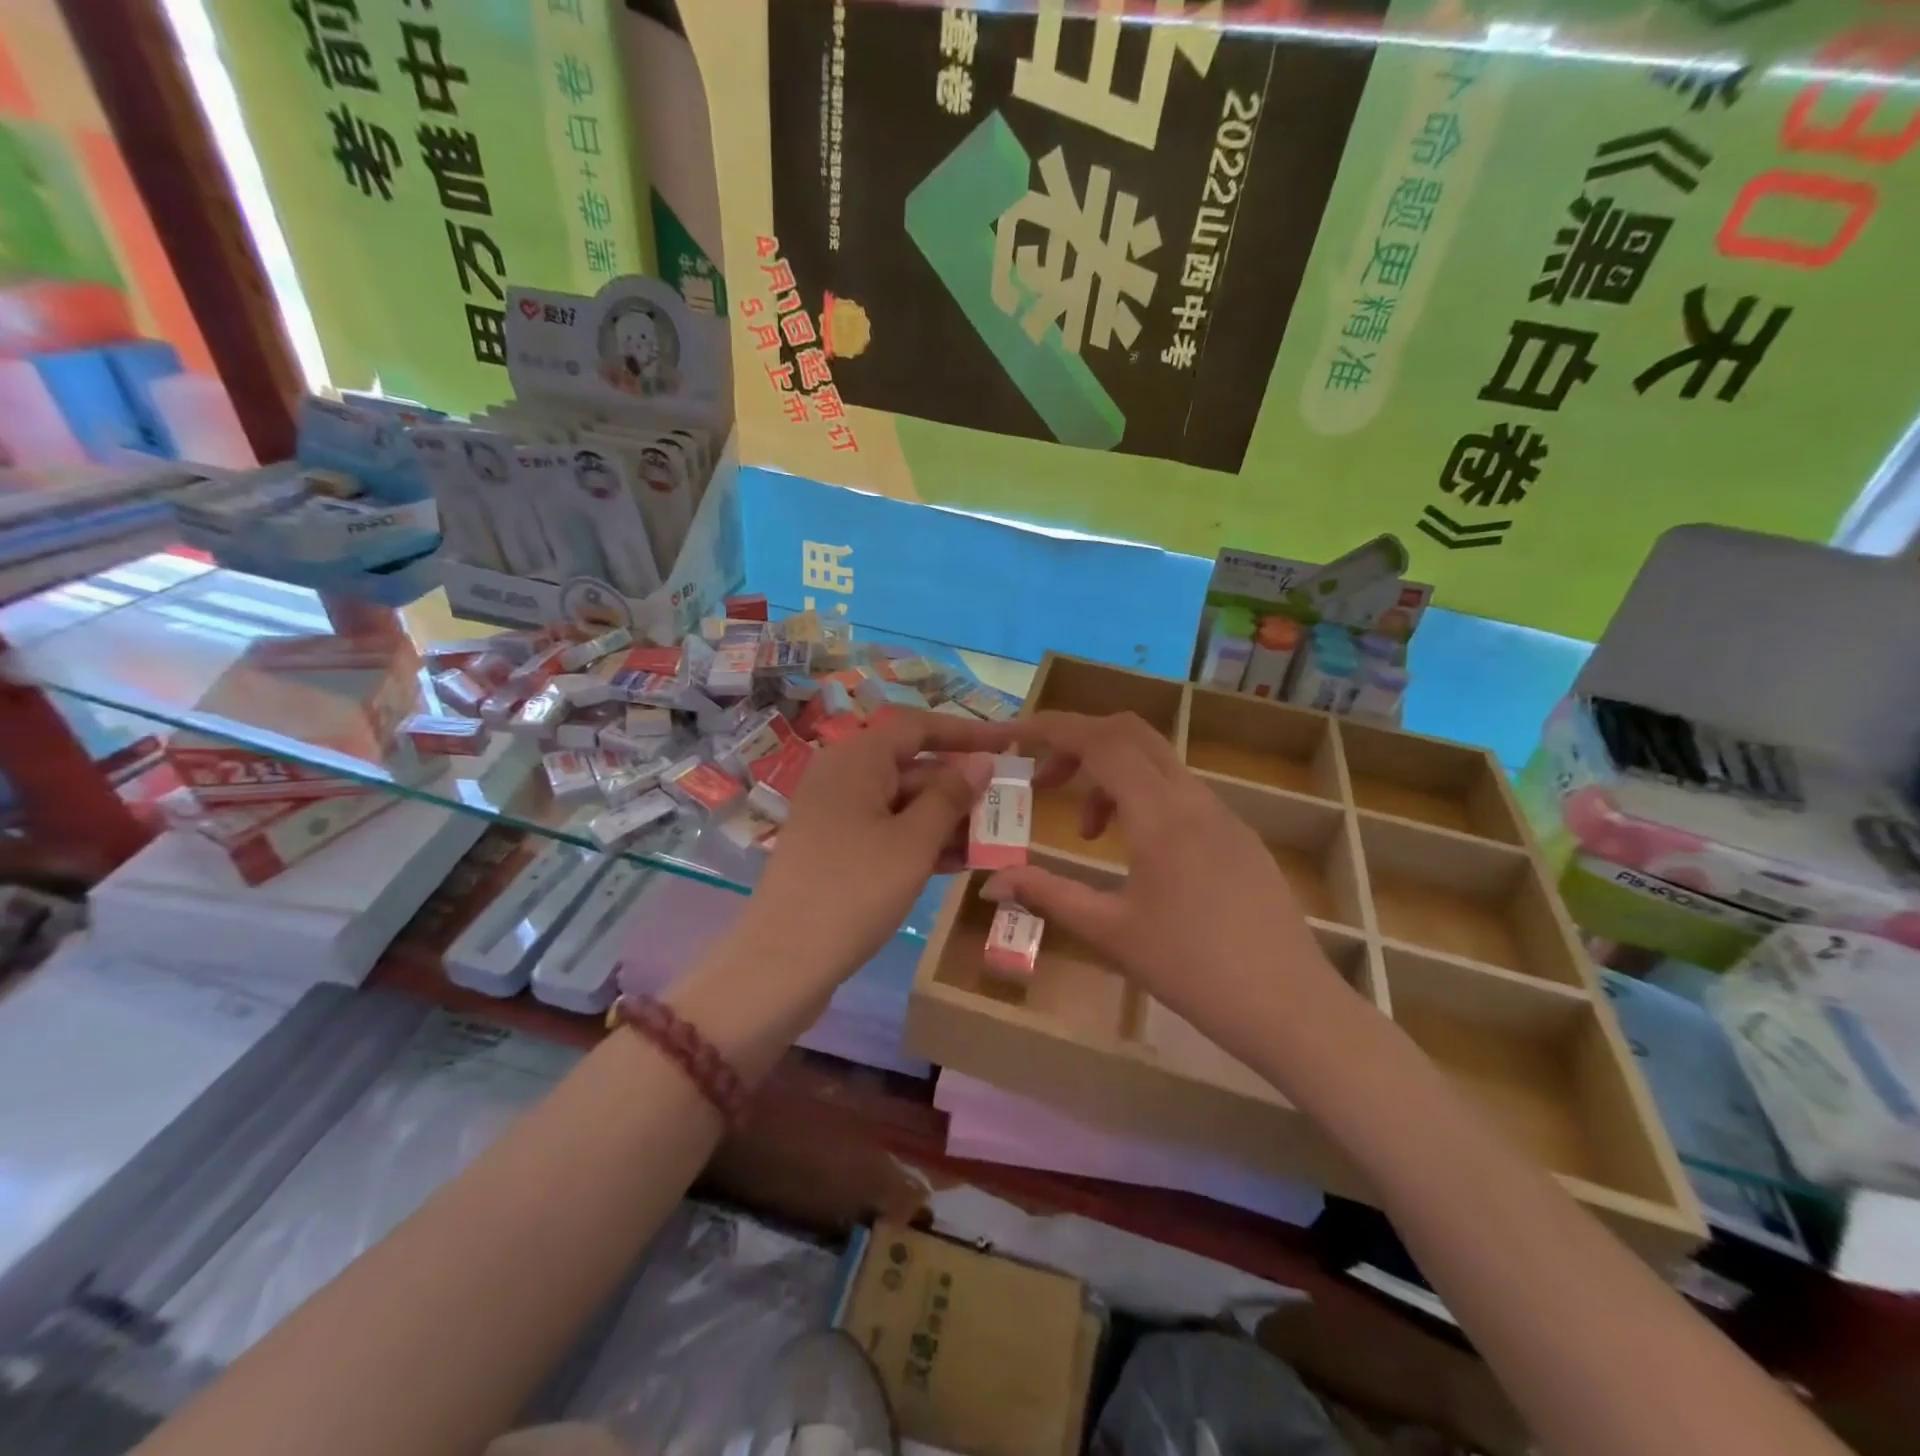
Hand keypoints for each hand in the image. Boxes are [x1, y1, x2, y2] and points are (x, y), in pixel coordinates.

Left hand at [739, 708, 1014, 990]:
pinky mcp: (835, 850)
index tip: (1008, 743)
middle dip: (960, 786)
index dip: (966, 733)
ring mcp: (836, 815)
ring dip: (947, 819)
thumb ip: (950, 797)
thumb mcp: (913, 842)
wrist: (782, 963)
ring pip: (902, 803)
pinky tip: (960, 862)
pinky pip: (887, 831)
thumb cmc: (855, 890)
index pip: (918, 726)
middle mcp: (842, 776)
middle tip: (1009, 804)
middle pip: (912, 766)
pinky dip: (922, 842)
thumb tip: (981, 761)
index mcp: (856, 758)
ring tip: (995, 839)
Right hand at [981, 711, 1355, 1049]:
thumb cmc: (1192, 969)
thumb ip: (1048, 894)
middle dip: (1079, 744)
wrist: (1290, 1006)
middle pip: (1129, 733)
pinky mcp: (1238, 835)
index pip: (1099, 740)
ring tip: (1088, 834)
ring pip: (1156, 762)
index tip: (1014, 737)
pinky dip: (1142, 797)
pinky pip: (1180, 791)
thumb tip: (991, 881)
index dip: (1052, 729)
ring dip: (1110, 777)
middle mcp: (1192, 798)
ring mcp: (1222, 813)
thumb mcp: (1110, 932)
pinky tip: (1136, 852)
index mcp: (1159, 813)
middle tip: (1046, 783)